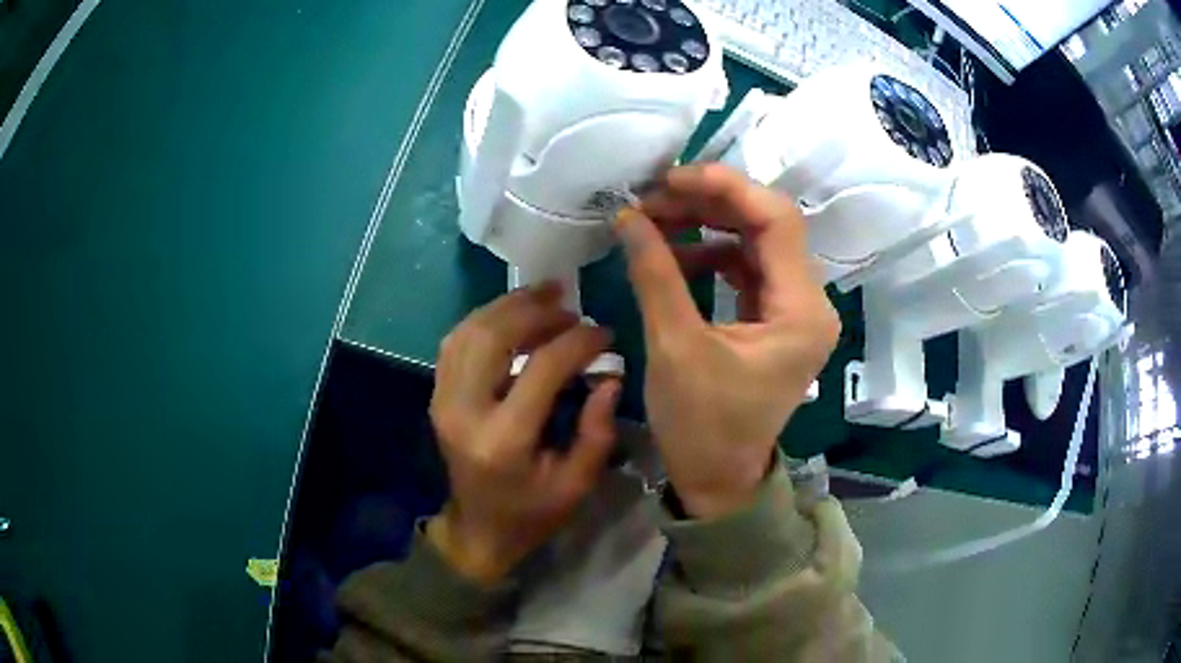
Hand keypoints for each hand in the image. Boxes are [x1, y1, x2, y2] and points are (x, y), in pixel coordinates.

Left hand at [427, 283, 620, 584]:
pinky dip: (484, 319)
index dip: (577, 342)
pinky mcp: (437, 396)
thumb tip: (610, 376)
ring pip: (469, 330)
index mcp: (503, 439)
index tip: (604, 333)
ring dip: (508, 306)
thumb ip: (597, 430)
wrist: (477, 531)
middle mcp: (464, 411)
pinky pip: (455, 341)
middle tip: (570, 305)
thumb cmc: (531, 514)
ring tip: (544, 295)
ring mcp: (442, 400)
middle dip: (536, 310)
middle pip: (494, 336)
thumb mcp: (577, 484)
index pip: (541, 368)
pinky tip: (510, 315)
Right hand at [616, 164, 839, 518]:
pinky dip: (710, 253)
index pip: (777, 220)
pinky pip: (746, 268)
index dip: (726, 188)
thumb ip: (655, 274)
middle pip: (768, 225)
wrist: (718, 480)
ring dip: (706, 225)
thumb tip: (628, 216)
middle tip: (653, 198)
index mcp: (802, 311)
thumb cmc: (703, 427)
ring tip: (654, 220)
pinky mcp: (774, 318)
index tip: (671, 179)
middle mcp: (809, 303)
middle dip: (710, 203)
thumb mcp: (676, 347)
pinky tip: (673, 254)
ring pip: (755, 242)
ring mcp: (793, 310)